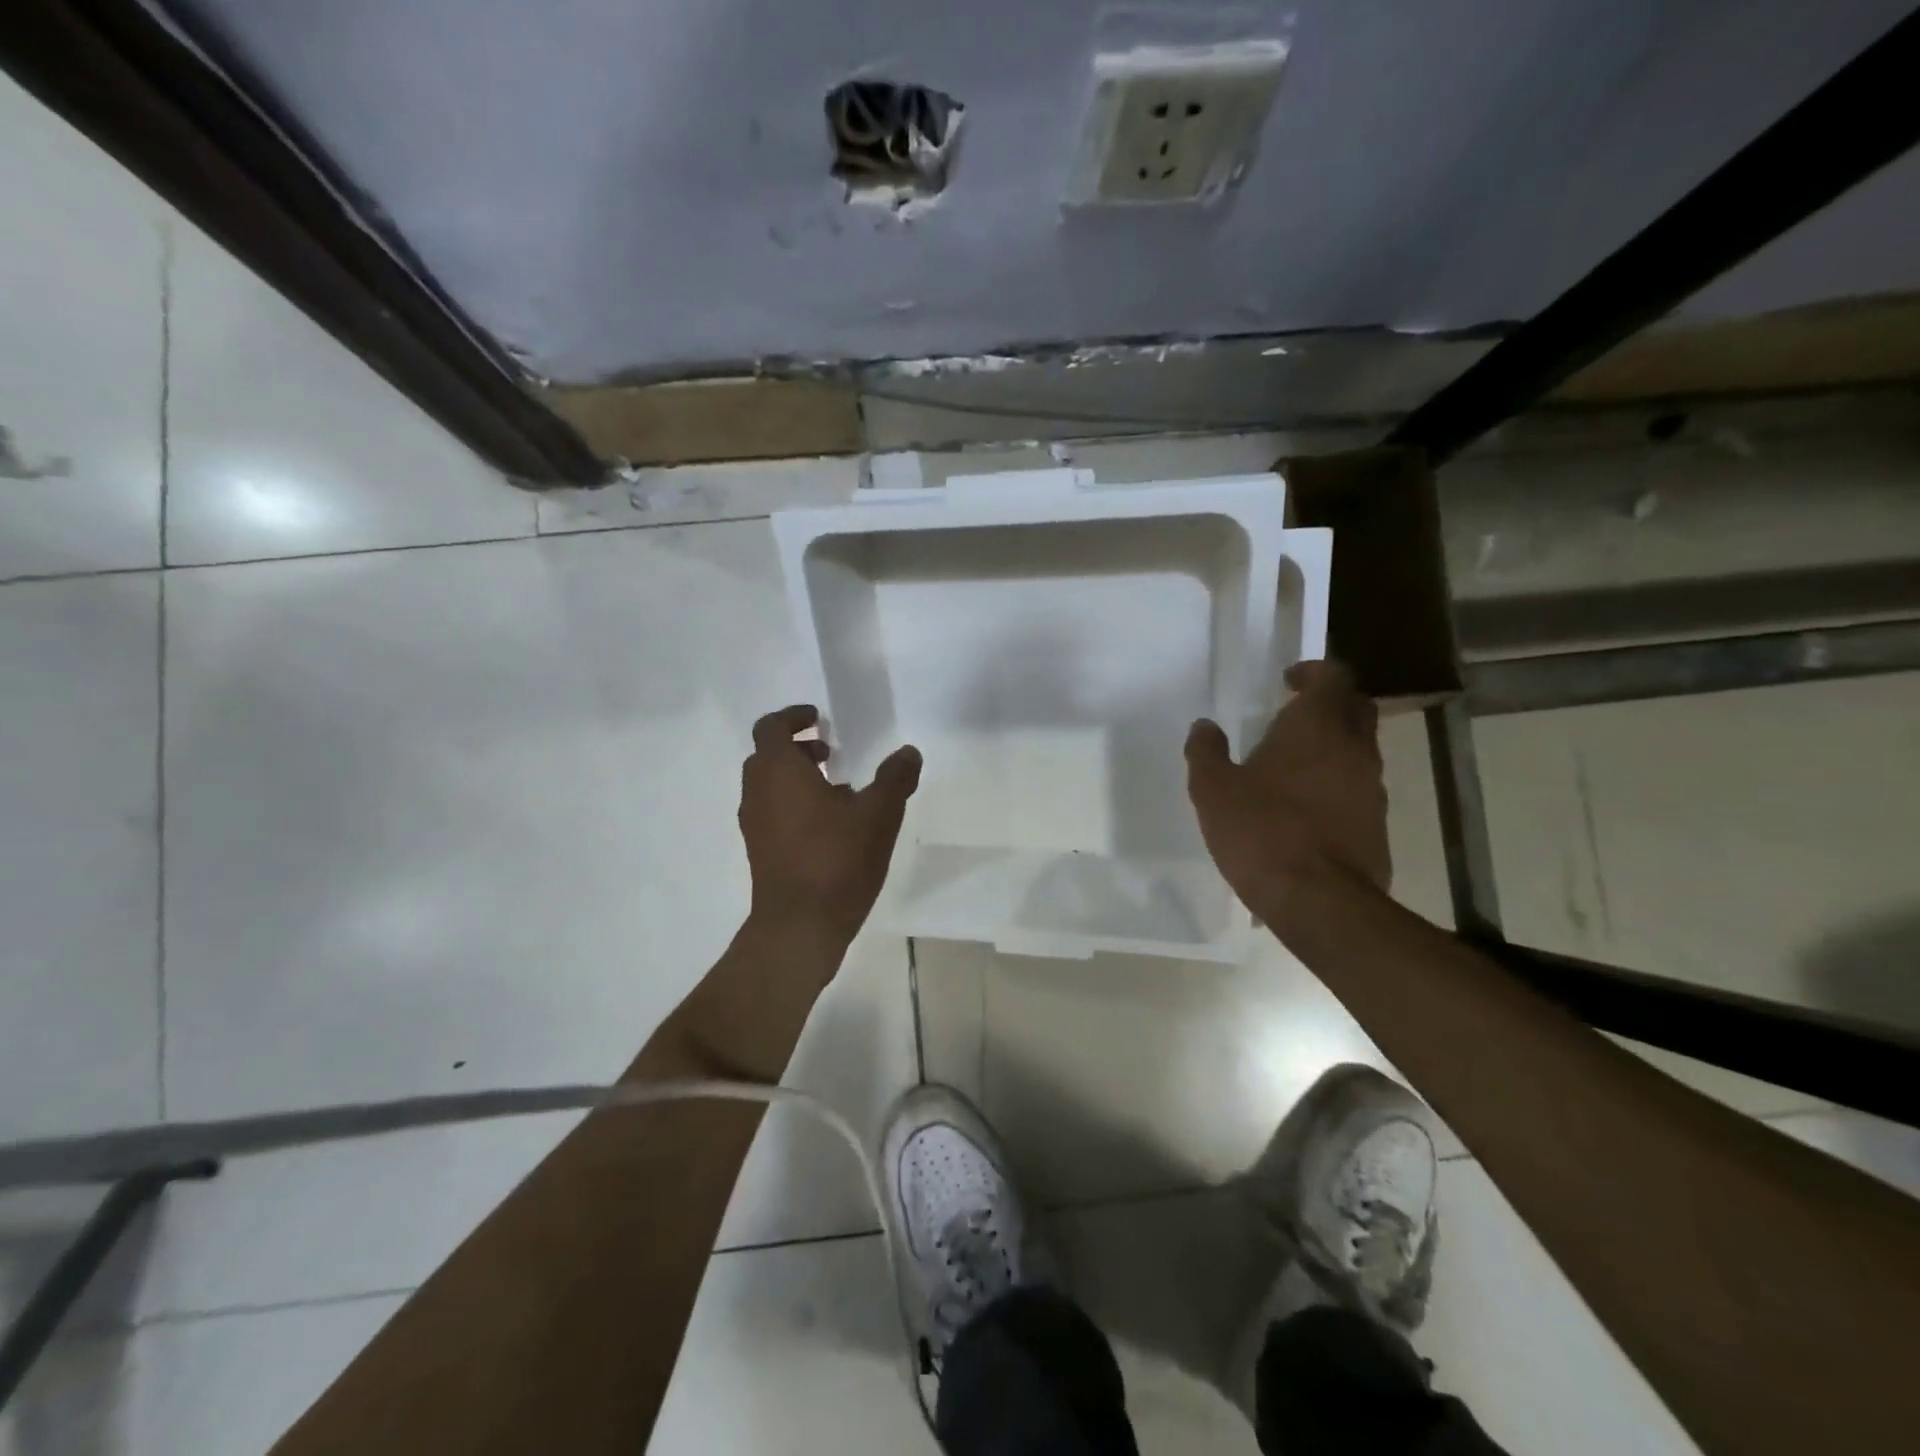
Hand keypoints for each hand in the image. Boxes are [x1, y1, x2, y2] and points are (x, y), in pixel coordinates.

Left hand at [739, 704, 921, 950]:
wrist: (800, 926)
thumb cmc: (837, 859)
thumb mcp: (879, 813)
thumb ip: (895, 778)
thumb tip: (908, 753)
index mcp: (779, 771)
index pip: (771, 727)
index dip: (793, 717)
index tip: (819, 718)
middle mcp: (758, 792)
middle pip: (768, 756)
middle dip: (799, 748)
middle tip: (832, 753)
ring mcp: (755, 824)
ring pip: (769, 786)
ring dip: (797, 778)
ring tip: (839, 790)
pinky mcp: (760, 851)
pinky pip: (773, 812)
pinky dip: (794, 804)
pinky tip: (830, 826)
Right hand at [1184, 660, 1390, 935]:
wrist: (1320, 901)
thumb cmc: (1261, 831)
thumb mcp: (1213, 790)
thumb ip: (1206, 752)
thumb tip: (1204, 726)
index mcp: (1316, 726)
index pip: (1333, 676)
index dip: (1313, 672)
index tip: (1288, 681)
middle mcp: (1354, 747)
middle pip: (1355, 708)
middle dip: (1329, 704)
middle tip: (1294, 715)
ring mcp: (1372, 786)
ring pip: (1359, 749)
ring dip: (1332, 747)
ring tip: (1293, 766)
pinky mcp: (1378, 823)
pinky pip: (1359, 788)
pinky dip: (1336, 785)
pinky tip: (1305, 808)